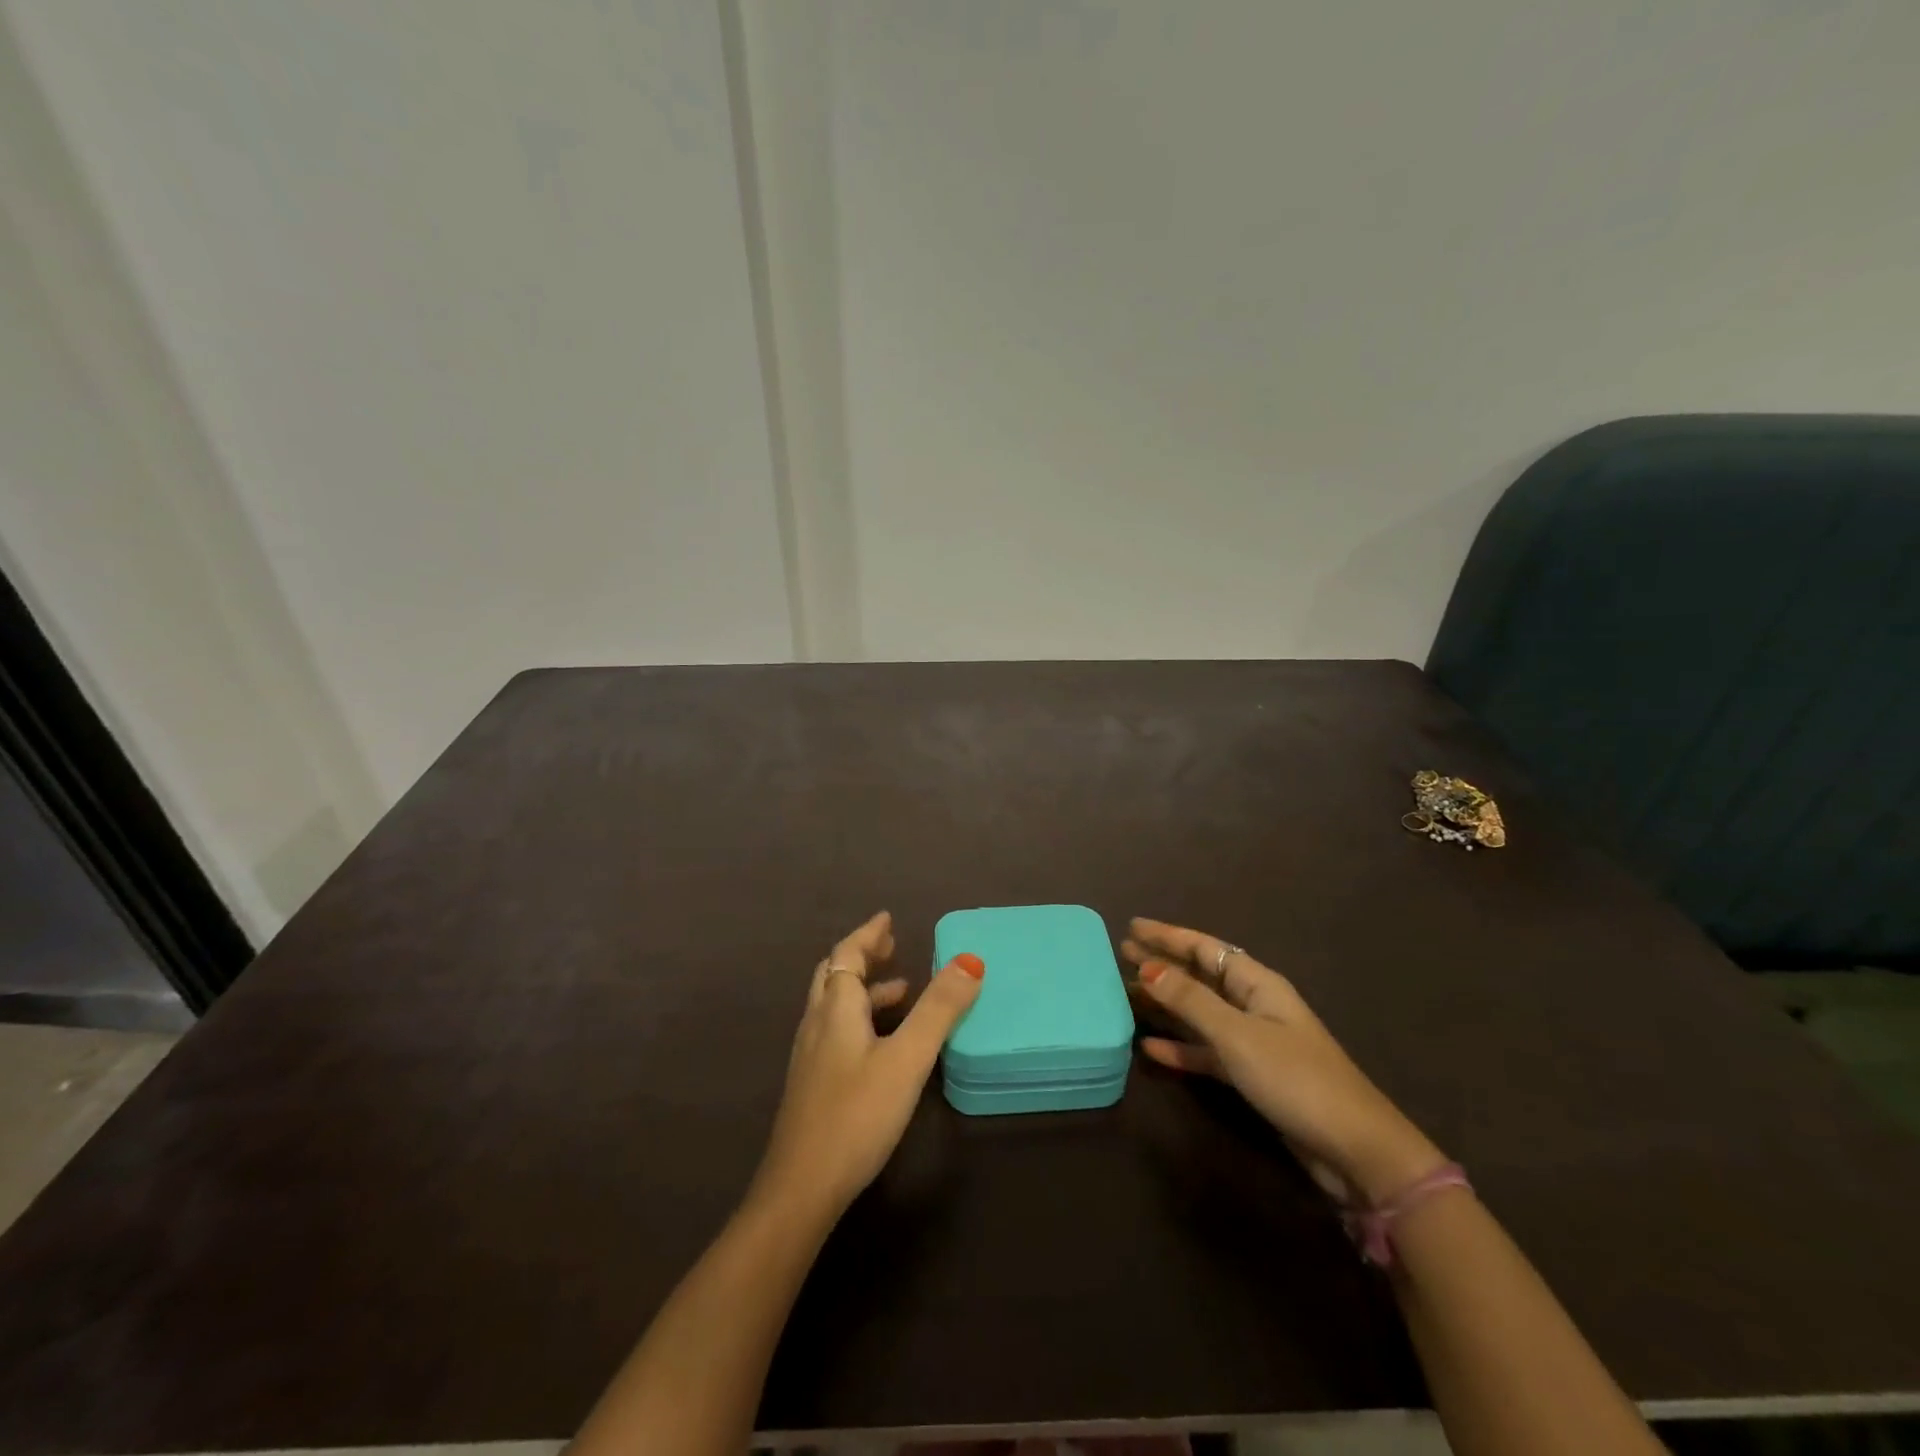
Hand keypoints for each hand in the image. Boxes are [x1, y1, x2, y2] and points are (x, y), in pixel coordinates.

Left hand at [752, 912, 985, 1220]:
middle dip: (863, 955)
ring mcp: (811, 1057)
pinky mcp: (814, 1085)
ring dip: (865, 989)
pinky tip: (882, 1044)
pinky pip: (837, 1031)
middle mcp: (817, 1024)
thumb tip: (969, 960)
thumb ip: (939, 1010)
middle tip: (891, 945)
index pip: (848, 955)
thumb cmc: (856, 1115)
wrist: (801, 1189)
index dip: (868, 934)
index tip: (888, 919)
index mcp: (835, 1009)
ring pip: (835, 1005)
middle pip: (835, 975)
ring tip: (900, 990)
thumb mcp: (907, 1059)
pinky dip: (861, 1018)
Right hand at [1124, 918, 1444, 1205]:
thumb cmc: (1295, 1079)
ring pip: (1200, 1012)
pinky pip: (1207, 1051)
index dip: (1168, 936)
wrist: (1354, 1151)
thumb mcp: (1237, 1035)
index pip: (1205, 948)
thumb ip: (1190, 1001)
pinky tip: (1150, 1048)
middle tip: (1122, 953)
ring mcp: (1254, 1041)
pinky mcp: (1253, 1076)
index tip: (1132, 926)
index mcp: (1257, 984)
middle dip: (1163, 963)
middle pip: (1201, 976)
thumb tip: (1148, 967)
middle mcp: (1255, 1005)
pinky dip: (1181, 1047)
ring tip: (1128, 993)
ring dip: (1166, 1003)